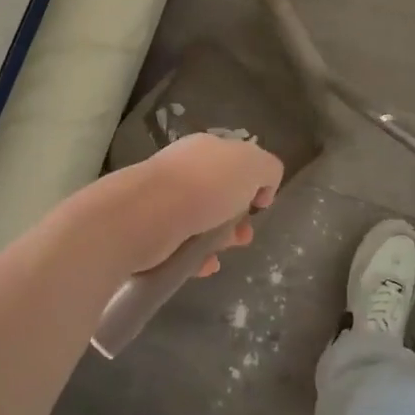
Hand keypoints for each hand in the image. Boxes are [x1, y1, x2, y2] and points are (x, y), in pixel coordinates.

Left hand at [115, 133, 282, 277]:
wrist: (146, 215)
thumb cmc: (205, 186)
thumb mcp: (253, 165)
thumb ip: (268, 169)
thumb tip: (261, 189)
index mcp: (206, 149)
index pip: (235, 162)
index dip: (253, 183)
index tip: (260, 205)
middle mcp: (184, 170)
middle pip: (219, 194)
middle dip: (237, 217)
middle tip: (244, 235)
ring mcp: (165, 200)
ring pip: (201, 221)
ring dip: (219, 238)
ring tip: (224, 251)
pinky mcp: (152, 231)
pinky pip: (182, 245)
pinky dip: (197, 256)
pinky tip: (205, 265)